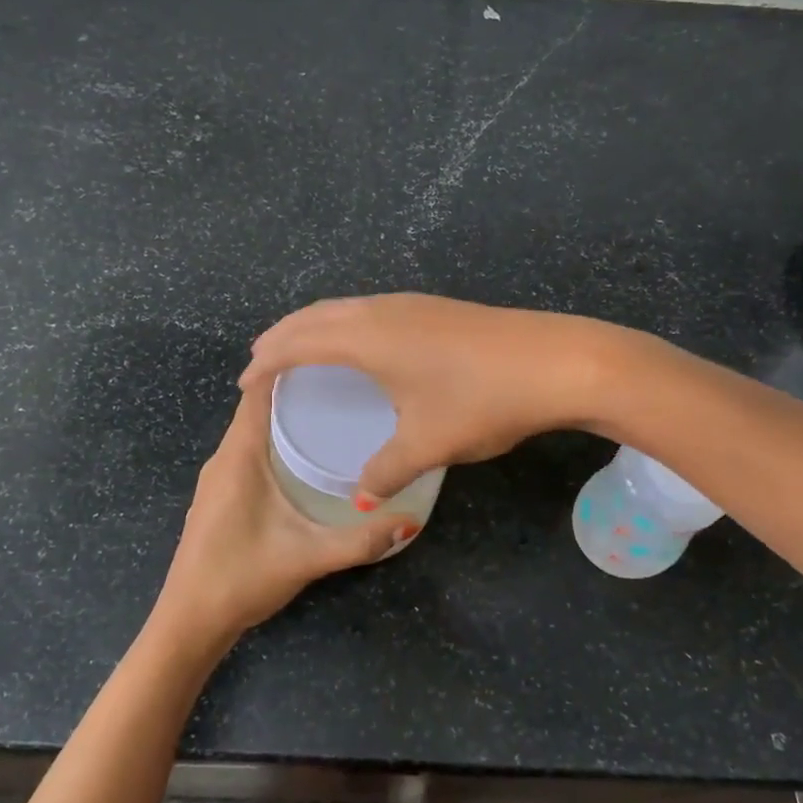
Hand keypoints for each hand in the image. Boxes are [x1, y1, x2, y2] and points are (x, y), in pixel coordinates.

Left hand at [153, 384, 412, 646]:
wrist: (189, 622)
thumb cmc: (241, 578)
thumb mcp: (307, 557)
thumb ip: (360, 541)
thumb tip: (410, 522)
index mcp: (239, 456)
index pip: (258, 392)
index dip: (287, 366)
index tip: (328, 352)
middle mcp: (224, 458)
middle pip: (258, 406)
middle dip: (297, 389)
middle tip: (346, 381)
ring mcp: (219, 478)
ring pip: (254, 430)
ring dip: (286, 415)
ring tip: (334, 409)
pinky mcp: (221, 495)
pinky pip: (250, 451)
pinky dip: (276, 440)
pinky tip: (306, 455)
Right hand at [241, 294, 619, 499]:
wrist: (558, 361)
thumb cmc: (483, 400)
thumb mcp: (429, 443)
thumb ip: (386, 471)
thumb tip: (360, 497)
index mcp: (367, 339)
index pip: (298, 343)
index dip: (266, 361)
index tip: (243, 383)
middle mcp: (382, 312)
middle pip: (315, 315)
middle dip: (282, 336)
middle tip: (260, 362)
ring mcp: (411, 305)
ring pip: (345, 308)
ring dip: (314, 326)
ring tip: (300, 349)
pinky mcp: (435, 309)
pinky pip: (369, 310)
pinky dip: (344, 325)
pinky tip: (360, 346)